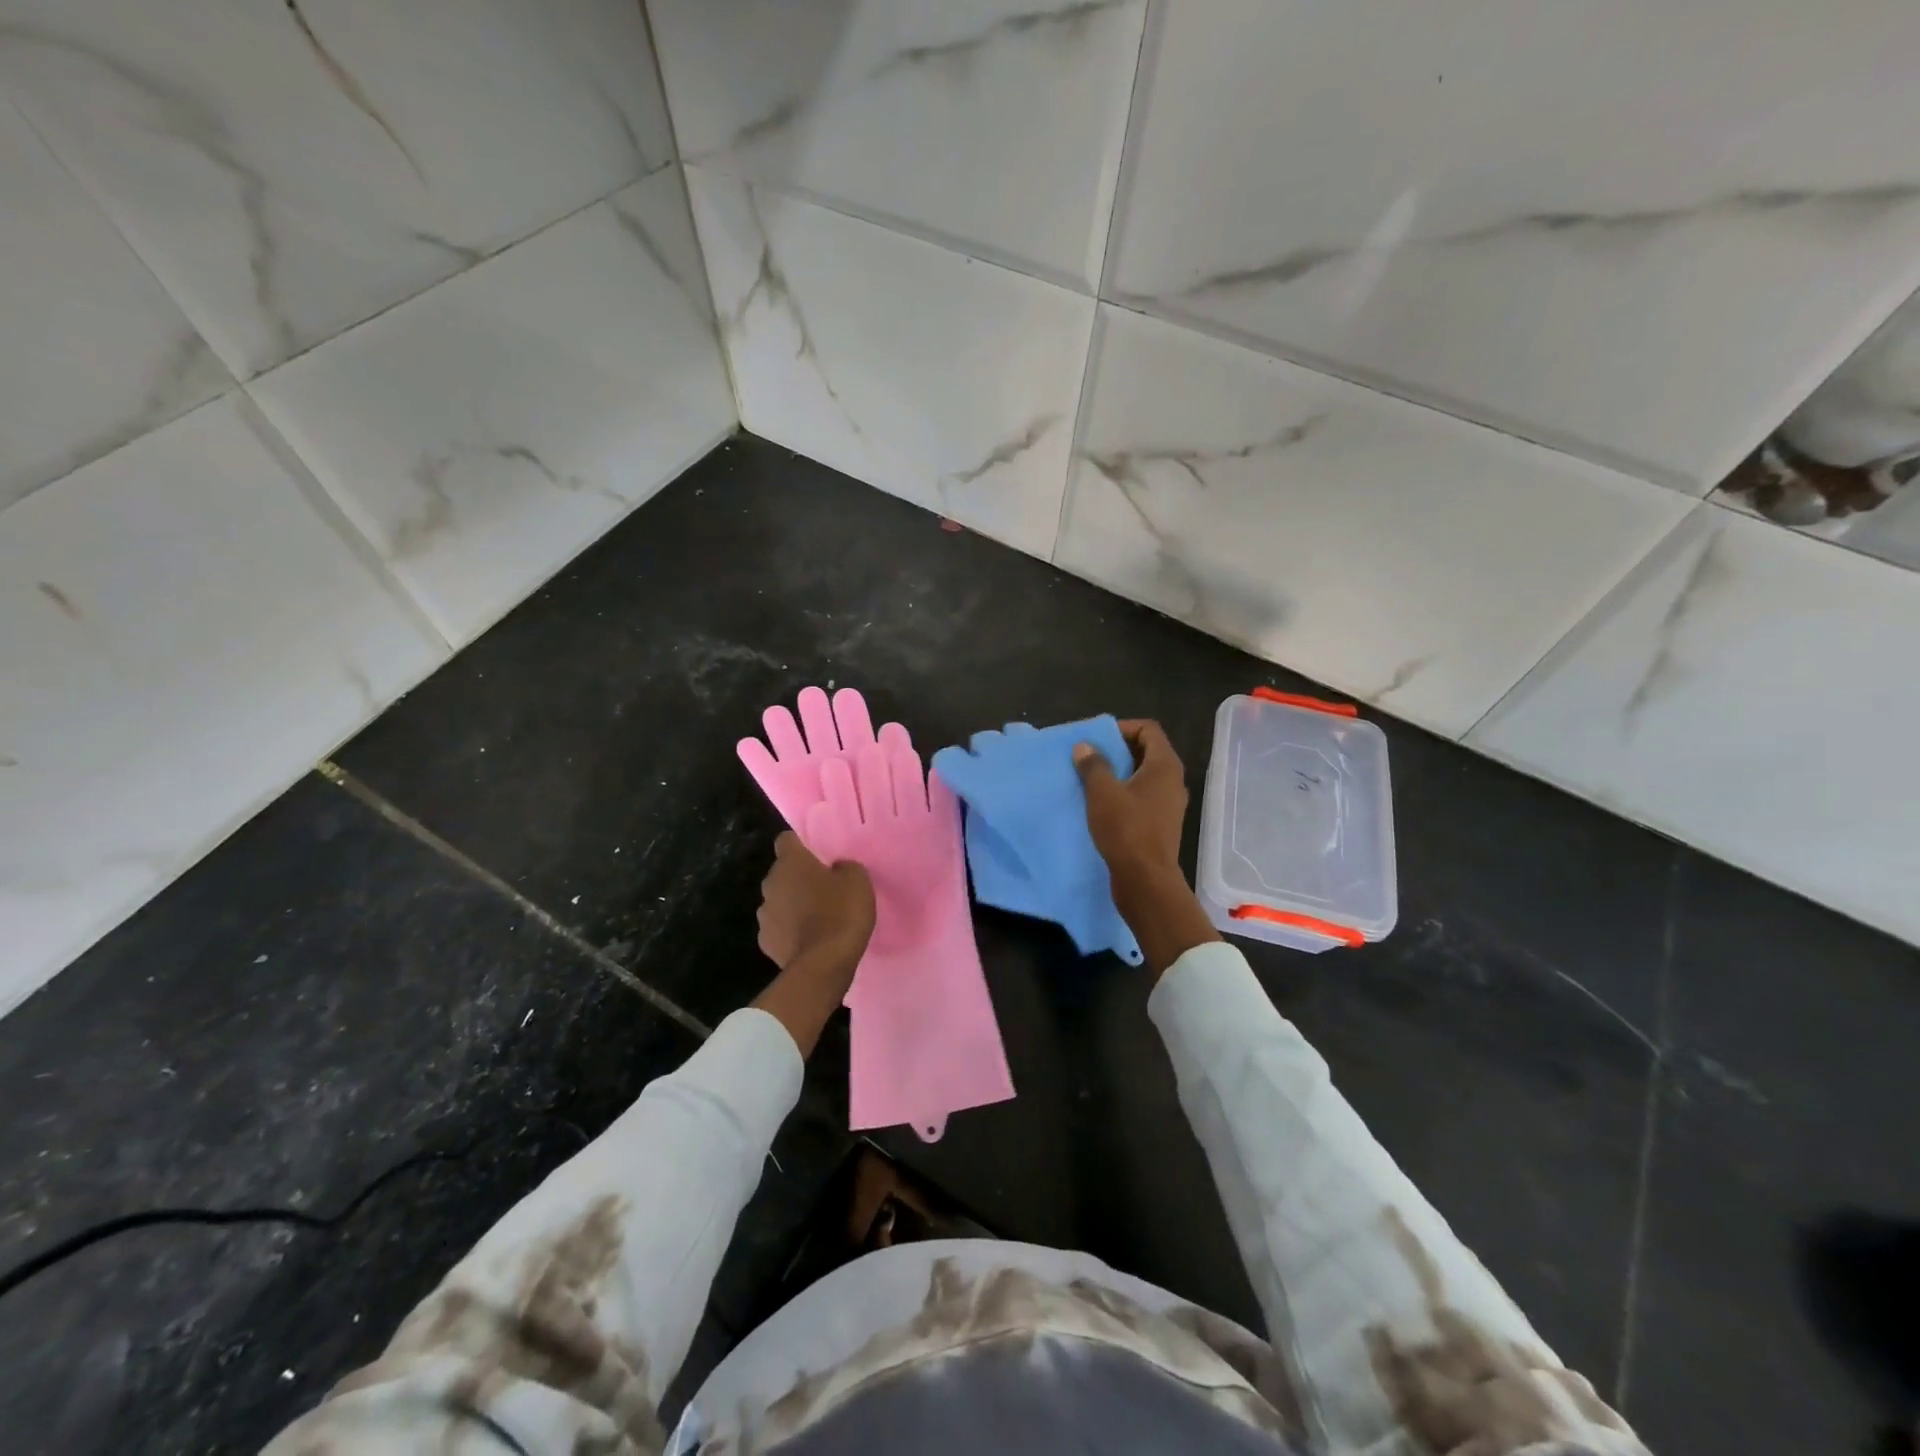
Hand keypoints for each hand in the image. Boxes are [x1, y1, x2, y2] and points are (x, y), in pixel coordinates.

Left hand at [751, 832, 874, 1054]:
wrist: (823, 966)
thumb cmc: (841, 913)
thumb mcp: (858, 880)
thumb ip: (844, 866)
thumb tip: (835, 869)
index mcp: (790, 862)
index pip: (786, 839)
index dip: (802, 844)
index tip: (818, 854)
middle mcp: (770, 884)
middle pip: (782, 872)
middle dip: (799, 877)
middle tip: (824, 886)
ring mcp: (764, 915)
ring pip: (779, 900)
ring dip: (793, 904)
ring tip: (818, 916)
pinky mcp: (766, 942)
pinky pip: (779, 927)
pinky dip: (790, 930)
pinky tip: (809, 939)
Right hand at [1074, 720, 1219, 976]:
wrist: (1145, 880)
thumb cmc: (1126, 830)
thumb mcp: (1102, 793)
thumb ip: (1093, 765)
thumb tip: (1085, 746)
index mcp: (1165, 766)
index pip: (1149, 729)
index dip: (1123, 728)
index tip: (1098, 739)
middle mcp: (1172, 781)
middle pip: (1147, 751)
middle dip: (1118, 750)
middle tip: (1090, 757)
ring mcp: (1169, 804)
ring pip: (1144, 776)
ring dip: (1119, 773)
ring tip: (1092, 779)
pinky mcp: (1161, 823)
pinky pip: (1143, 796)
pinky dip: (1124, 793)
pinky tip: (1102, 804)